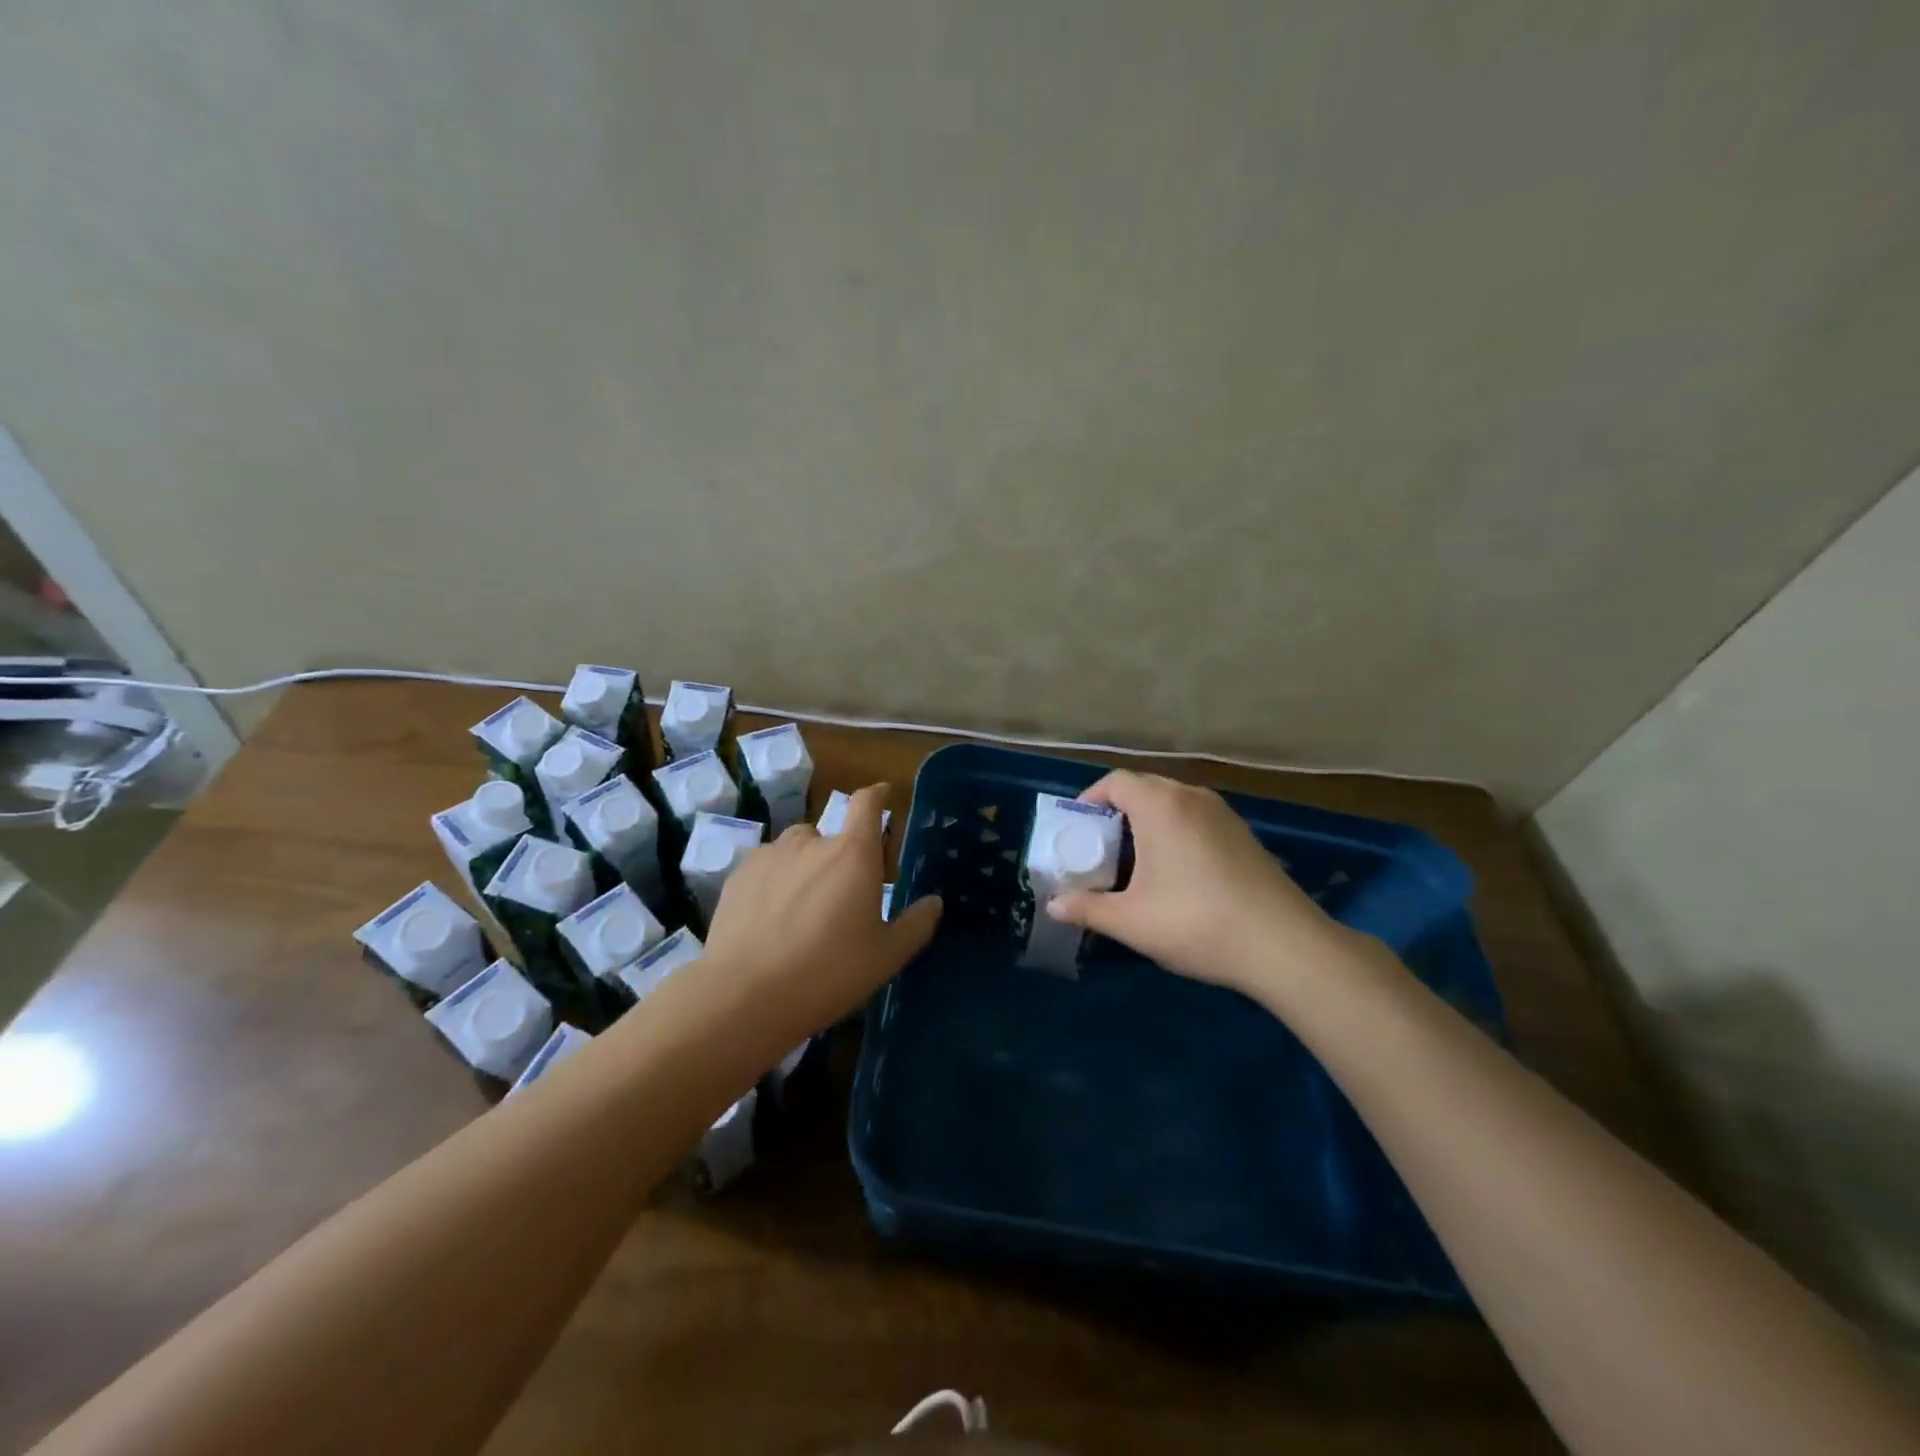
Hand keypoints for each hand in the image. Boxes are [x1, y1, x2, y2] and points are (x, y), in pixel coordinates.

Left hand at [702, 784, 941, 1035]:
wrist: (744, 996)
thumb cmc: (827, 973)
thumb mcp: (885, 957)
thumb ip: (915, 924)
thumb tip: (934, 901)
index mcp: (853, 853)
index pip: (867, 803)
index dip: (877, 795)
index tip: (883, 795)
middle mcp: (812, 842)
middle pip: (832, 835)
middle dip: (840, 858)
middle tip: (840, 899)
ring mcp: (770, 855)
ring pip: (796, 850)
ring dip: (805, 866)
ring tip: (802, 908)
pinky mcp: (738, 874)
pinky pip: (767, 867)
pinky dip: (775, 882)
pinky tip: (770, 919)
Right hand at [1044, 770, 1351, 997]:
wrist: (1284, 945)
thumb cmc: (1196, 923)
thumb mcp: (1131, 921)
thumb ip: (1087, 908)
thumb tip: (1054, 904)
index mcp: (1161, 806)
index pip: (1115, 781)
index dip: (1089, 799)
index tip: (1077, 830)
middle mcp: (1192, 797)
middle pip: (1143, 788)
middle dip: (1115, 811)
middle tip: (1099, 848)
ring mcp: (1223, 813)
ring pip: (1172, 802)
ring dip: (1146, 821)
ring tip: (1133, 861)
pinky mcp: (1243, 834)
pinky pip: (1195, 817)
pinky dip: (1174, 831)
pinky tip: (1175, 872)